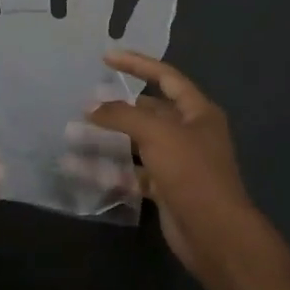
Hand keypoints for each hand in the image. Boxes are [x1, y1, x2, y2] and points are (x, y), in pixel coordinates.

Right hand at [76, 52, 256, 271]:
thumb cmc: (191, 172)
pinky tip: (79, 167)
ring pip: (137, 143)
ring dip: (108, 139)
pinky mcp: (164, 189)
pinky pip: (131, 172)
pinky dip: (108, 170)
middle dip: (118, 106)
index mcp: (198, 112)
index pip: (166, 77)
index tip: (106, 56)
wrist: (214, 234)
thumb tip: (92, 107)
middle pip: (150, 111)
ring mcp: (177, 162)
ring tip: (74, 132)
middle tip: (86, 100)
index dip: (137, 64)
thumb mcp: (157, 133)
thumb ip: (122, 115)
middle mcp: (189, 133)